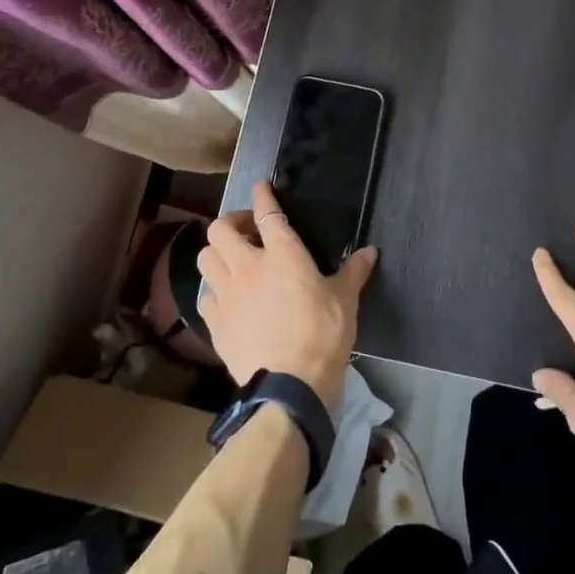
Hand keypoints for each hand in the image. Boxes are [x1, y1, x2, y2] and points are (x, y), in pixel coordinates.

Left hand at [198, 181, 376, 409]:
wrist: (289, 387)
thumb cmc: (323, 335)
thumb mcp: (345, 300)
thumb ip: (353, 271)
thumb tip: (369, 251)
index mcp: (283, 253)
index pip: (266, 212)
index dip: (262, 195)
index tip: (261, 186)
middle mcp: (248, 266)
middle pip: (221, 229)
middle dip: (231, 223)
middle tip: (248, 231)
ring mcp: (227, 294)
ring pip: (206, 258)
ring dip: (217, 253)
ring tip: (232, 260)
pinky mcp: (215, 323)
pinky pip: (205, 295)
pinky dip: (214, 289)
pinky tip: (226, 297)